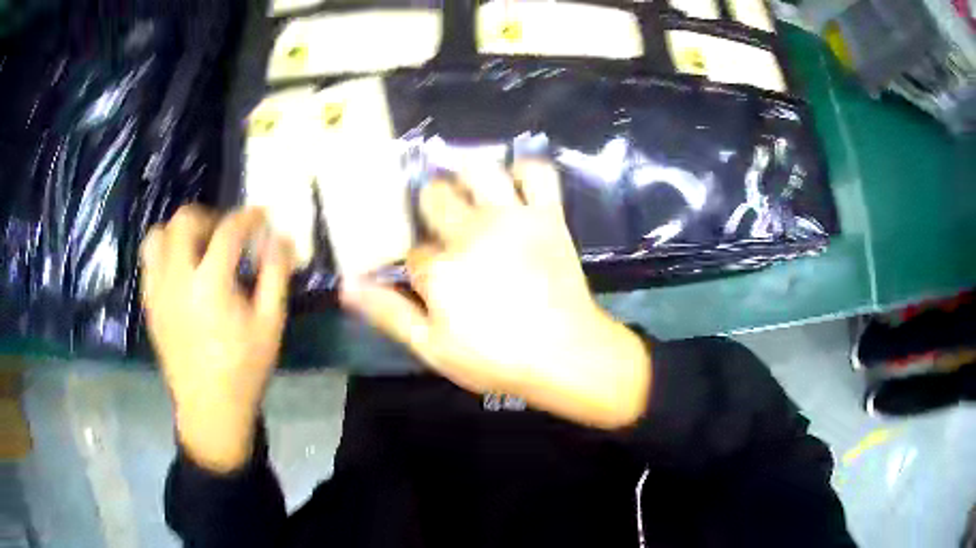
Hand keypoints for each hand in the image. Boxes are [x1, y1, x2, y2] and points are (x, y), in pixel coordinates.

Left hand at [140, 206, 294, 471]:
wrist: (209, 408)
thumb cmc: (244, 369)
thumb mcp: (270, 324)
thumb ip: (276, 276)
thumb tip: (281, 239)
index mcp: (211, 284)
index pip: (228, 230)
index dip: (248, 217)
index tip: (260, 216)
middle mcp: (177, 278)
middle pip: (184, 220)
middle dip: (208, 218)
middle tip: (224, 236)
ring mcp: (158, 291)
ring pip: (158, 236)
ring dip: (179, 233)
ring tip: (197, 250)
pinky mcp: (149, 304)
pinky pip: (150, 262)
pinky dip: (166, 254)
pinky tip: (182, 274)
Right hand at [342, 161, 650, 428]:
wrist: (567, 354)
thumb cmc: (497, 359)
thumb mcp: (432, 348)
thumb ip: (389, 314)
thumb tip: (347, 284)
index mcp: (438, 268)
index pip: (411, 250)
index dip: (415, 261)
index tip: (425, 273)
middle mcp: (469, 232)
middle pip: (435, 196)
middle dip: (430, 206)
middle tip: (441, 221)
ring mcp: (510, 218)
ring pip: (478, 169)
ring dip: (467, 175)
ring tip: (468, 189)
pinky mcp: (547, 215)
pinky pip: (537, 173)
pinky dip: (525, 169)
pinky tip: (515, 182)